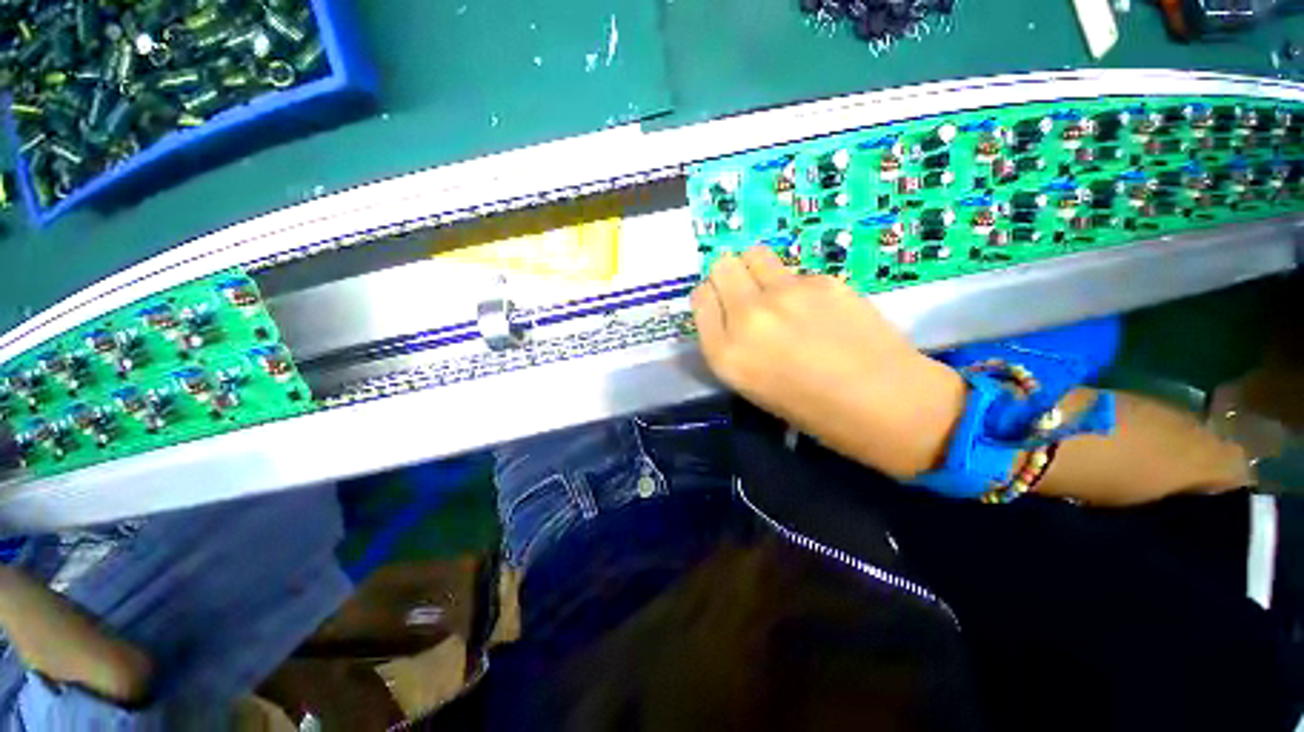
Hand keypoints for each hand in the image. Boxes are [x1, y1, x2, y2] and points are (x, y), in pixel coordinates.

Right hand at [691, 247, 966, 477]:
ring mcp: (786, 294)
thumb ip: (730, 343)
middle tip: (747, 294)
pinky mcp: (822, 280)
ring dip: (758, 270)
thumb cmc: (811, 410)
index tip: (723, 306)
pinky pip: (794, 271)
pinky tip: (819, 309)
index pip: (700, 297)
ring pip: (754, 254)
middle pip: (722, 265)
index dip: (711, 298)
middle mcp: (747, 317)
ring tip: (777, 294)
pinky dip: (797, 285)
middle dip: (729, 276)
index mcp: (725, 353)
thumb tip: (730, 310)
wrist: (884, 404)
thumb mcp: (750, 385)